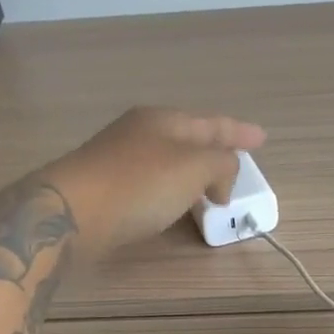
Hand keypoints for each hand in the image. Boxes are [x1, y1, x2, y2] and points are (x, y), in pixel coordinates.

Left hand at [41, 107, 265, 257]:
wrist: (71, 213)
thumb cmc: (139, 185)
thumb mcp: (194, 168)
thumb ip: (221, 164)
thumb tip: (222, 176)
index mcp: (164, 120)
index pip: (213, 123)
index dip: (240, 132)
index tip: (262, 139)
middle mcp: (140, 132)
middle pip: (189, 139)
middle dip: (215, 151)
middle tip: (236, 165)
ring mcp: (119, 159)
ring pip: (169, 161)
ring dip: (194, 173)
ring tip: (212, 190)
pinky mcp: (106, 187)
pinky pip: (153, 183)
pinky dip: (173, 190)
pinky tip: (175, 204)